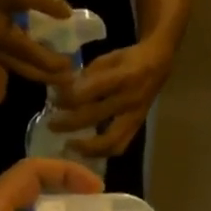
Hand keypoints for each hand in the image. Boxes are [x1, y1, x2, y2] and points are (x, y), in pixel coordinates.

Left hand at [48, 40, 173, 157]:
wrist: (158, 65)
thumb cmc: (128, 60)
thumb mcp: (107, 59)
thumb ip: (87, 76)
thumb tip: (62, 92)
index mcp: (121, 77)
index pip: (89, 91)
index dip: (69, 98)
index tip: (54, 99)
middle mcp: (129, 99)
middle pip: (95, 116)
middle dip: (69, 123)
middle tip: (52, 125)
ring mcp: (135, 117)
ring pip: (110, 141)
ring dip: (87, 147)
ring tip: (69, 146)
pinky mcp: (137, 128)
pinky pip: (119, 146)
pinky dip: (102, 152)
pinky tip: (86, 151)